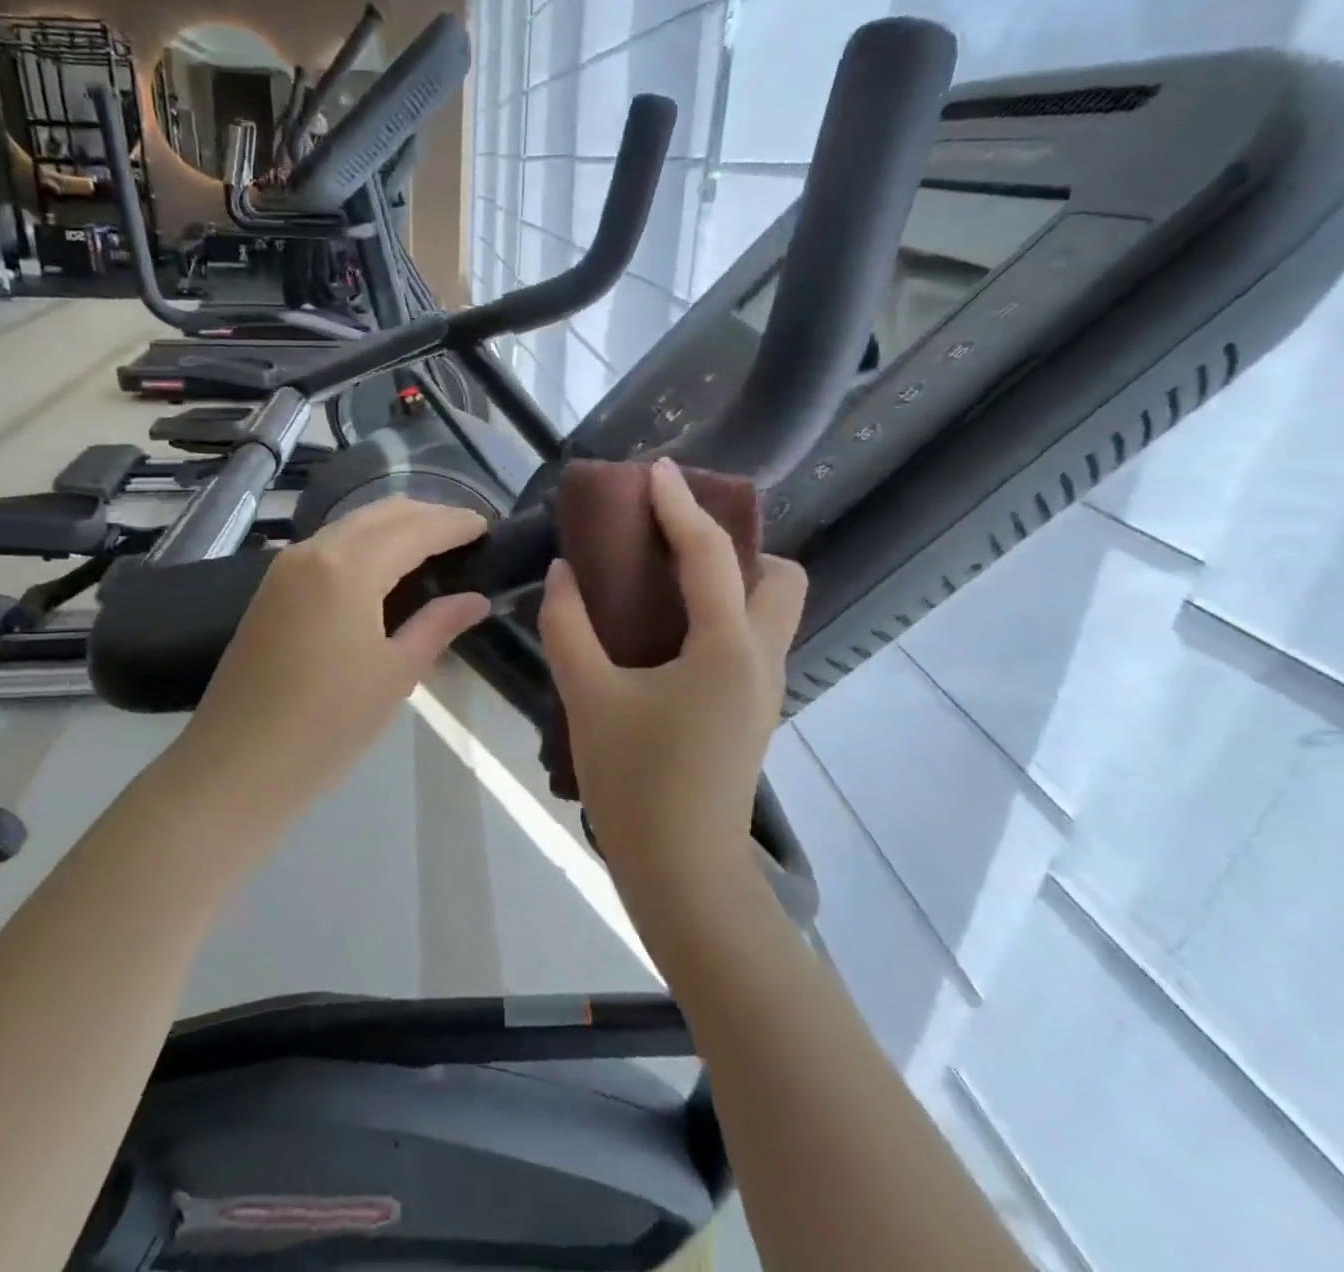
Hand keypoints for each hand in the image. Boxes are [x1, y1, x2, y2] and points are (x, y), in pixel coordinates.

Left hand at [173, 498, 490, 809]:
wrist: (236, 766)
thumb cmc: (327, 725)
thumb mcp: (395, 675)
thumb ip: (438, 625)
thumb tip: (476, 599)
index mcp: (348, 568)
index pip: (415, 529)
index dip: (455, 524)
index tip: (488, 525)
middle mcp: (314, 551)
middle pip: (381, 514)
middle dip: (427, 515)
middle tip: (466, 534)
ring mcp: (285, 567)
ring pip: (351, 525)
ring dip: (394, 526)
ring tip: (432, 545)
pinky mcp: (271, 588)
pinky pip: (328, 546)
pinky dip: (364, 543)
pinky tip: (384, 566)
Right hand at [538, 457, 807, 888]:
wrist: (683, 873)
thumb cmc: (636, 781)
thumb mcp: (588, 696)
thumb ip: (568, 626)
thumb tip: (563, 573)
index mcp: (727, 646)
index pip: (710, 553)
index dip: (680, 505)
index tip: (656, 470)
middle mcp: (761, 658)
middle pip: (780, 577)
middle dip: (736, 546)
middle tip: (674, 545)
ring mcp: (764, 687)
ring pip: (771, 610)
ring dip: (732, 580)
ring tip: (666, 581)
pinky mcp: (753, 710)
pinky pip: (751, 638)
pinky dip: (722, 614)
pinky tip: (668, 631)